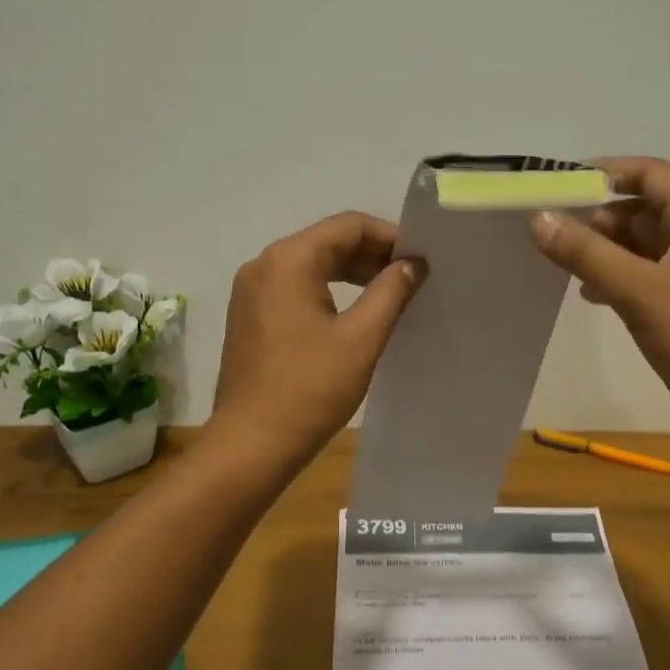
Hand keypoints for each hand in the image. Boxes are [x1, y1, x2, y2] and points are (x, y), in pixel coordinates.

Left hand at [211, 211, 425, 463]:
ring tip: (390, 295)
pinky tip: (354, 314)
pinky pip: (294, 288)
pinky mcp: (249, 316)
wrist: (252, 443)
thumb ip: (391, 292)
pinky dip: (327, 291)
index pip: (348, 226)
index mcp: (288, 260)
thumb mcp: (361, 338)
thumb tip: (413, 264)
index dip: (389, 236)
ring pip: (311, 265)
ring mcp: (251, 291)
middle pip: (327, 242)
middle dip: (371, 255)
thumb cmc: (310, 388)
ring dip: (351, 274)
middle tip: (411, 278)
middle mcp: (263, 265)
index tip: (420, 259)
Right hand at [529, 157, 669, 461]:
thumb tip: (539, 218)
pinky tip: (590, 296)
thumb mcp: (639, 292)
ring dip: (605, 249)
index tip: (560, 184)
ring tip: (563, 263)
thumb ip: (587, 254)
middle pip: (644, 208)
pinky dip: (617, 278)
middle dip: (599, 216)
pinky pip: (646, 276)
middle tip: (554, 232)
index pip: (651, 174)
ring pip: (643, 245)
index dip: (606, 171)